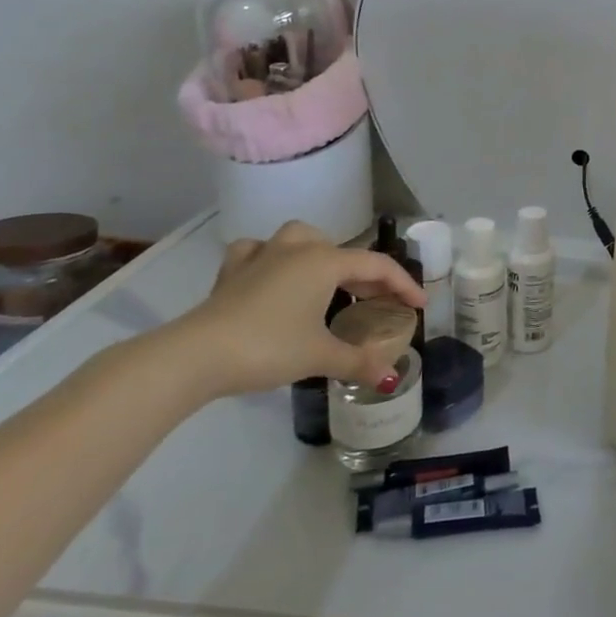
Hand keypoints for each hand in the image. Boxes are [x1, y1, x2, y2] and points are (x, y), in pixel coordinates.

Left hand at [162, 221, 426, 399]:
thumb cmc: (268, 348)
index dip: (403, 285)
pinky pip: (258, 252)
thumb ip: (359, 362)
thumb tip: (391, 378)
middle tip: (378, 301)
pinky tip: (271, 274)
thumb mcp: (320, 356)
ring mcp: (261, 256)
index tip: (419, 305)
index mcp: (325, 262)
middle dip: (366, 275)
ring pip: (301, 238)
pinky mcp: (232, 271)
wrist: (195, 356)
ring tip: (327, 277)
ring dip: (320, 253)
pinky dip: (270, 258)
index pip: (377, 266)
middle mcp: (297, 249)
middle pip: (344, 253)